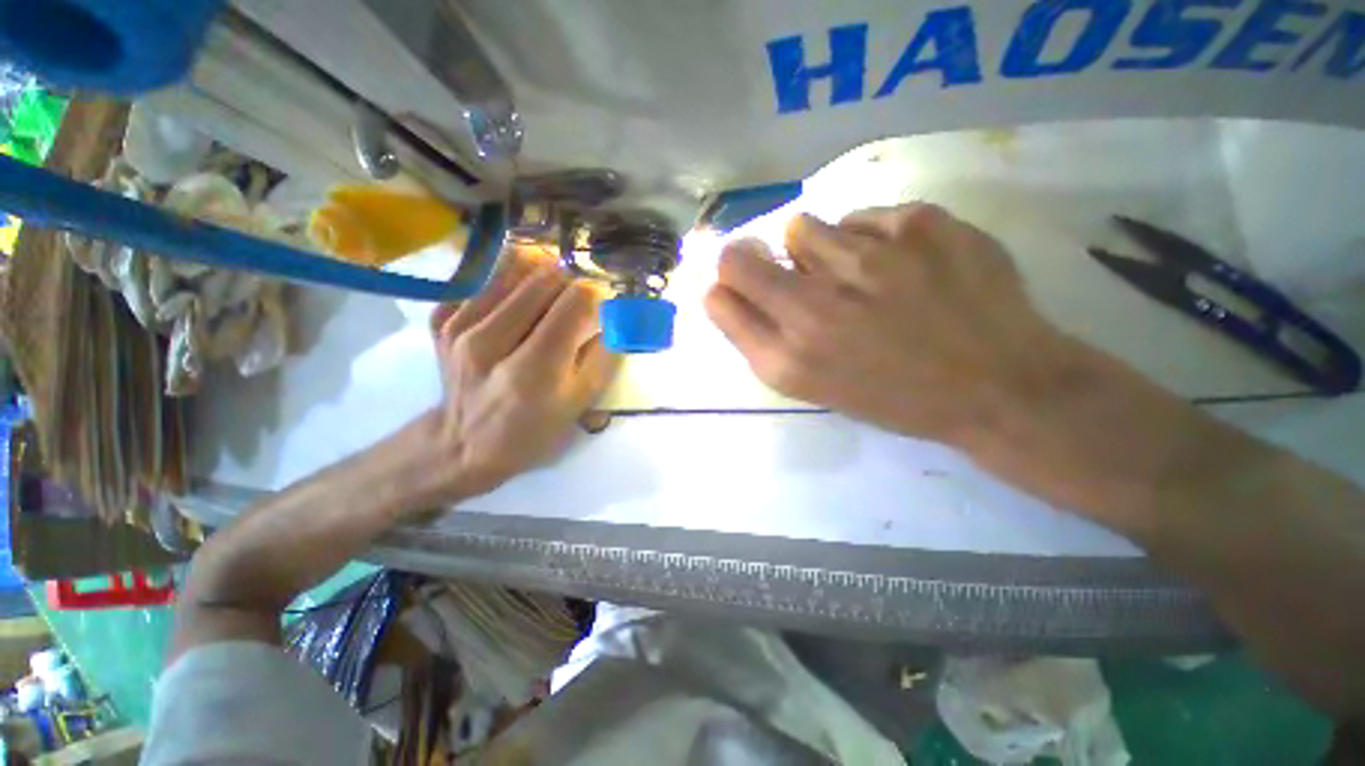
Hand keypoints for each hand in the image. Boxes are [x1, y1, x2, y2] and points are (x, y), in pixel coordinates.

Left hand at [421, 248, 618, 501]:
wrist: (461, 445)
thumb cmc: (531, 432)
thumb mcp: (579, 405)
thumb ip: (604, 357)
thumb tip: (614, 315)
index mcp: (532, 369)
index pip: (576, 302)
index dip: (598, 294)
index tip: (604, 304)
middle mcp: (490, 339)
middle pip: (546, 276)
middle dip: (574, 280)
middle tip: (581, 299)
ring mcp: (459, 326)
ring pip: (515, 266)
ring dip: (545, 274)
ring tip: (554, 294)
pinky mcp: (441, 318)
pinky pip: (487, 278)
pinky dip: (512, 281)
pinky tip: (520, 302)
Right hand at [704, 203, 1079, 444]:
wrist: (999, 384)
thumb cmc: (895, 396)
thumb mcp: (815, 386)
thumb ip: (763, 338)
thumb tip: (729, 289)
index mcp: (790, 357)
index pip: (719, 295)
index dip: (723, 286)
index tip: (738, 285)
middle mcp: (815, 308)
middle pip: (737, 257)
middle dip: (747, 259)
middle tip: (782, 270)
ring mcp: (868, 260)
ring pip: (801, 227)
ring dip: (814, 249)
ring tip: (853, 273)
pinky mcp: (920, 224)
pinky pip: (863, 217)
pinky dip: (870, 237)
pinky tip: (903, 265)